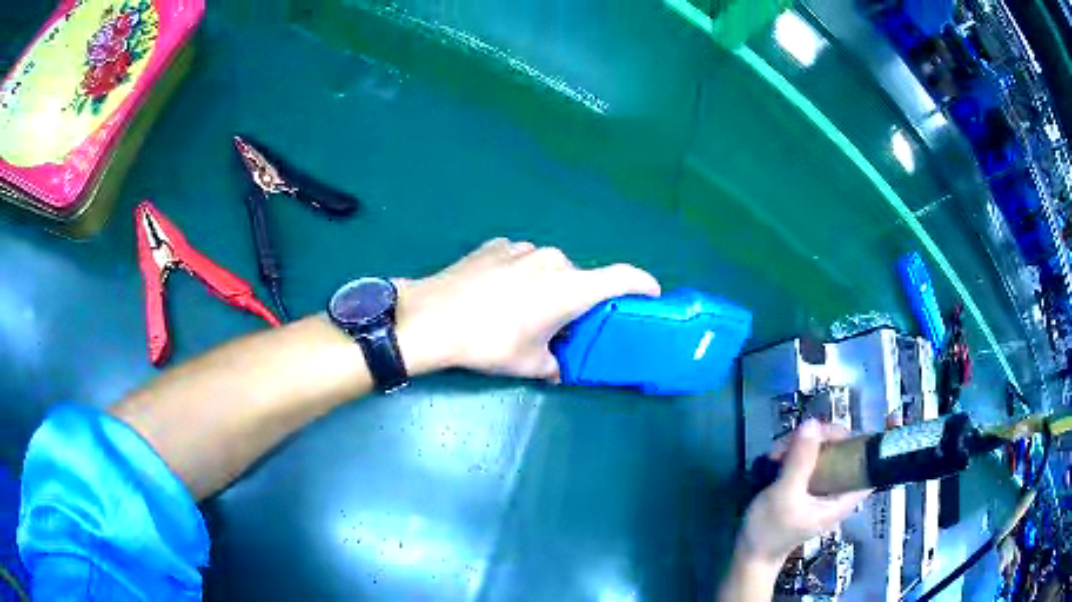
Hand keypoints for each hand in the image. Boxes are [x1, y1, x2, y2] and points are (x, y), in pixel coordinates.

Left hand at [395, 238, 660, 378]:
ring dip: (545, 287)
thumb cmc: (489, 342)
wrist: (433, 318)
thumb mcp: (529, 363)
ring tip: (520, 311)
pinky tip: (496, 295)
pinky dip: (520, 276)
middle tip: (560, 324)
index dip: (643, 284)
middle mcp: (553, 260)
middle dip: (577, 300)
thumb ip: (554, 365)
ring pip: (548, 268)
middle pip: (579, 278)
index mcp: (570, 287)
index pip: (623, 277)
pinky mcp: (496, 245)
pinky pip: (521, 260)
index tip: (651, 294)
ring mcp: (522, 248)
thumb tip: (557, 368)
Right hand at [737, 420, 870, 566]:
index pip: (868, 466)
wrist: (749, 554)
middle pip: (844, 451)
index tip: (837, 432)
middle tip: (797, 439)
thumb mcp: (785, 495)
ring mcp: (822, 488)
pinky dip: (796, 454)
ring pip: (825, 453)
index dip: (862, 444)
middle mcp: (838, 490)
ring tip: (778, 452)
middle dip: (821, 439)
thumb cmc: (770, 530)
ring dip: (803, 446)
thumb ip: (800, 461)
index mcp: (844, 498)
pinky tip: (777, 458)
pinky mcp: (808, 487)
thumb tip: (812, 424)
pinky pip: (810, 461)